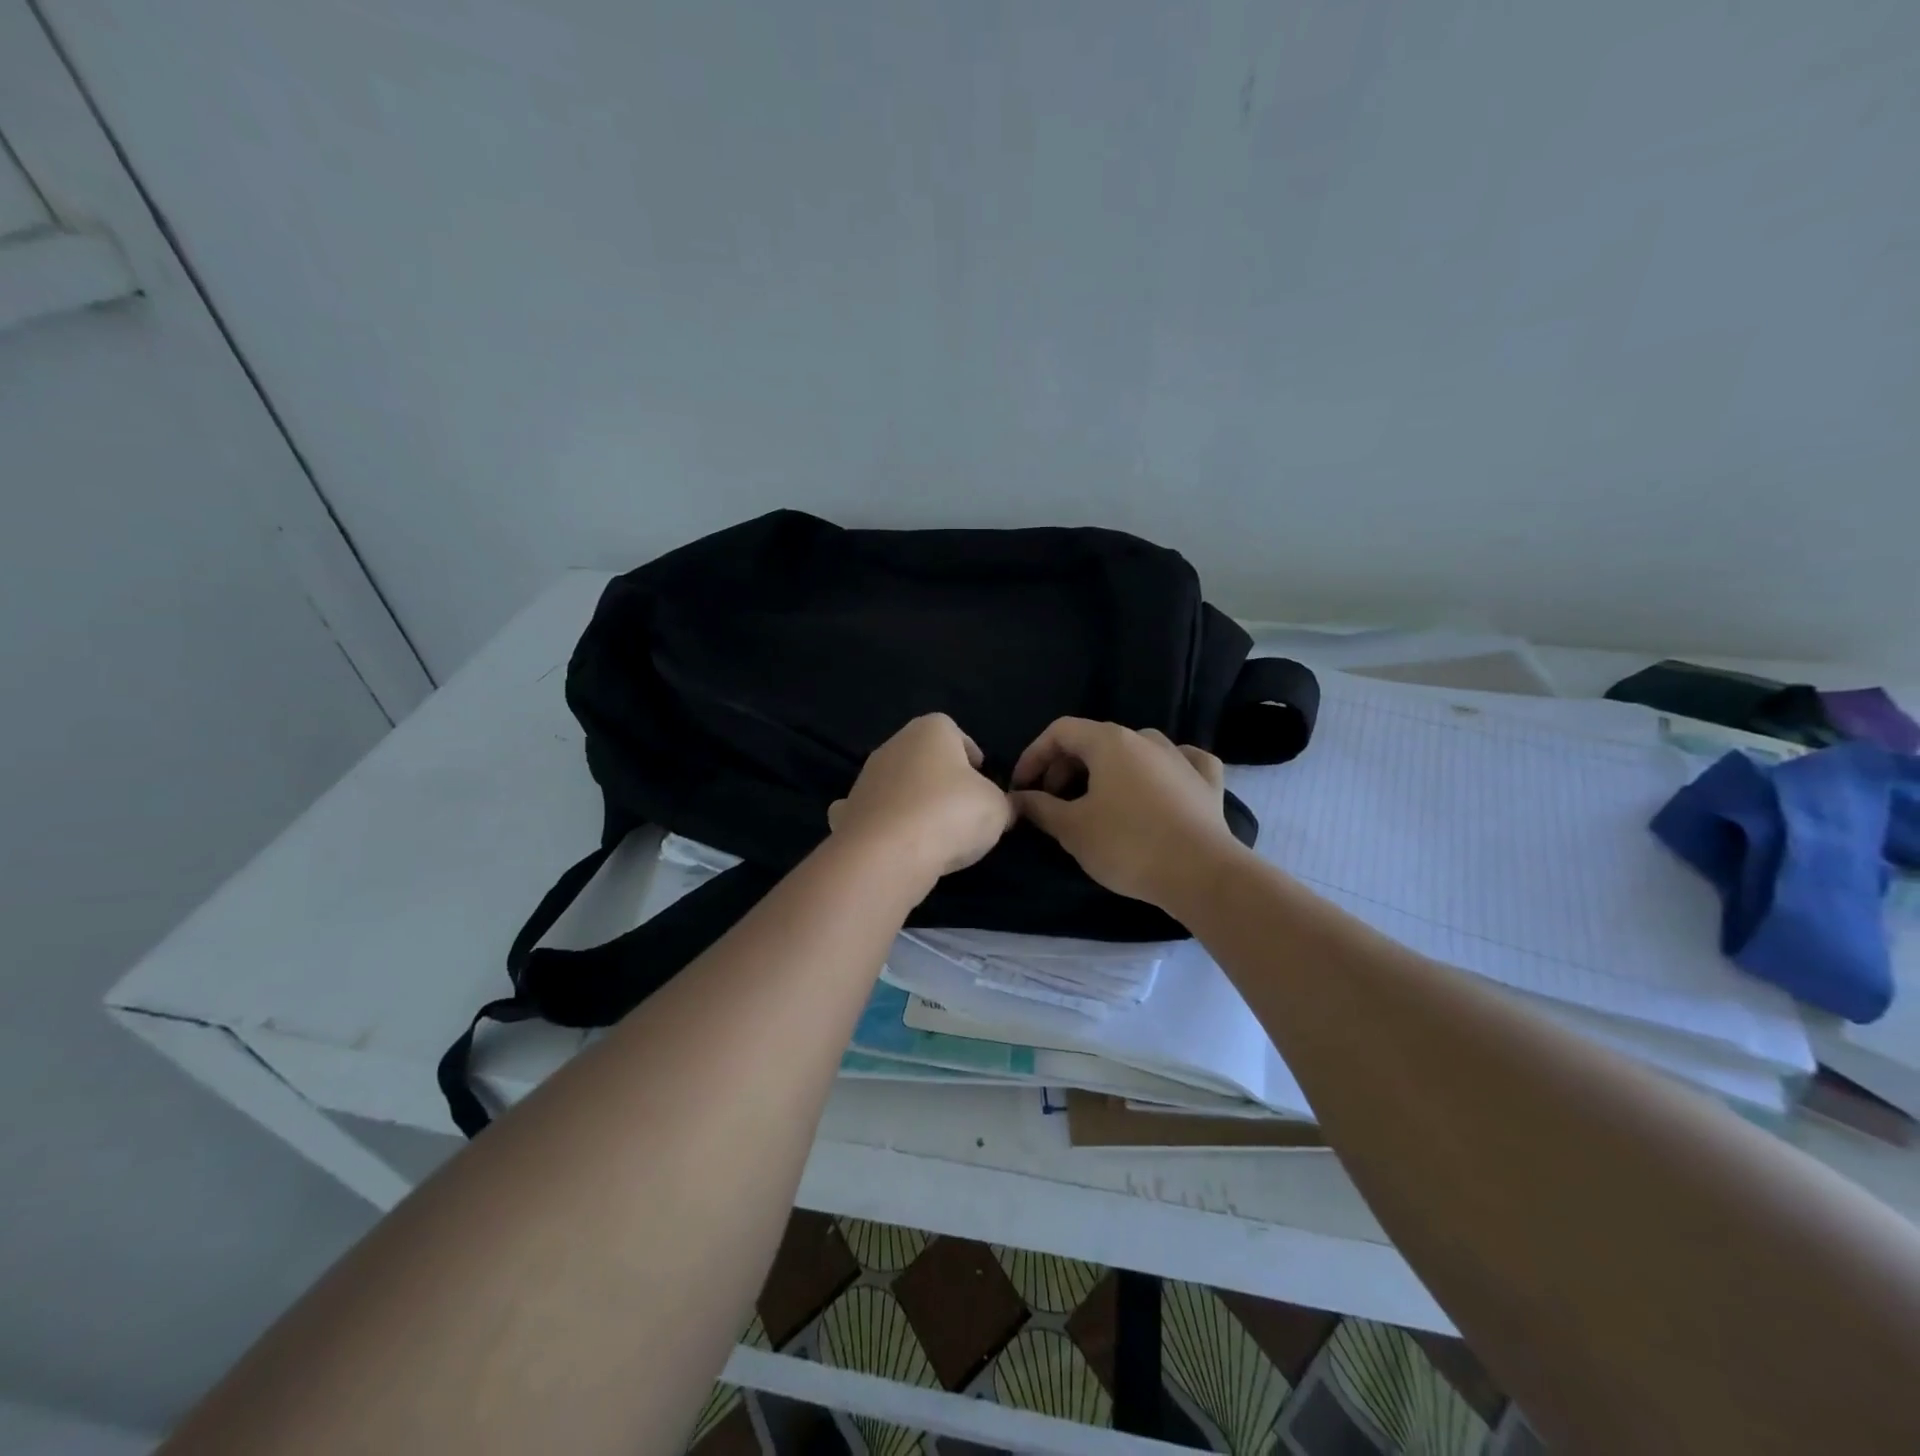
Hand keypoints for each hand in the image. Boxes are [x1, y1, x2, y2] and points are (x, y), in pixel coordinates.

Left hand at [829, 714, 1014, 880]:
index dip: (970, 755)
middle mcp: (894, 744)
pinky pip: (871, 812)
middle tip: (961, 808)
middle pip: (923, 757)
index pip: (954, 731)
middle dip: (940, 778)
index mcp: (931, 730)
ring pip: (897, 784)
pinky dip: (880, 823)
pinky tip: (892, 843)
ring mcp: (866, 777)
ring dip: (912, 801)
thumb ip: (1004, 803)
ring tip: (932, 832)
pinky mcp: (848, 810)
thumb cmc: (951, 813)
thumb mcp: (998, 809)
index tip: (980, 780)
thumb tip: (1005, 808)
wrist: (887, 852)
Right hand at [1010, 718, 1240, 908]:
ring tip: (1096, 801)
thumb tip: (1018, 798)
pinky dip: (1161, 772)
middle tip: (1052, 803)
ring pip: (1135, 751)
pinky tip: (1160, 785)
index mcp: (1109, 742)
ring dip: (1108, 770)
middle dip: (1065, 768)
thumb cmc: (1127, 845)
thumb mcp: (1072, 829)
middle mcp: (1146, 738)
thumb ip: (1040, 808)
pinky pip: (1179, 764)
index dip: (1034, 756)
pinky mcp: (1208, 782)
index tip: (1022, 788)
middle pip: (1095, 740)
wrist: (1202, 874)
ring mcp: (1181, 757)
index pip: (1060, 731)